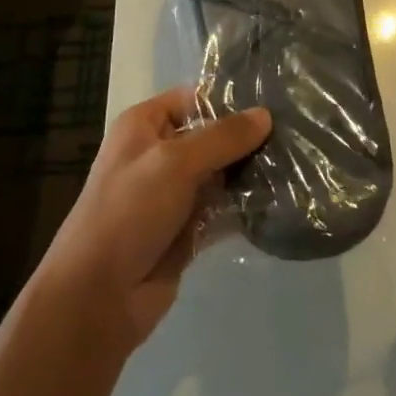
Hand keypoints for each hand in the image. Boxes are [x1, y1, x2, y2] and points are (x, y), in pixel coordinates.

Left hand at [43, 85, 270, 347]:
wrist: (98, 296)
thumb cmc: (129, 212)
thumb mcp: (175, 162)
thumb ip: (223, 137)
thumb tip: (266, 115)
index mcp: (144, 125)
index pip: (194, 98)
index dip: (231, 99)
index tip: (277, 102)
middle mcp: (159, 153)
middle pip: (212, 135)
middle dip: (249, 137)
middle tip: (296, 134)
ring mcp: (173, 193)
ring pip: (221, 173)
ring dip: (251, 172)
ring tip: (297, 164)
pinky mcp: (187, 228)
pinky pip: (223, 208)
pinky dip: (245, 205)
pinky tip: (281, 199)